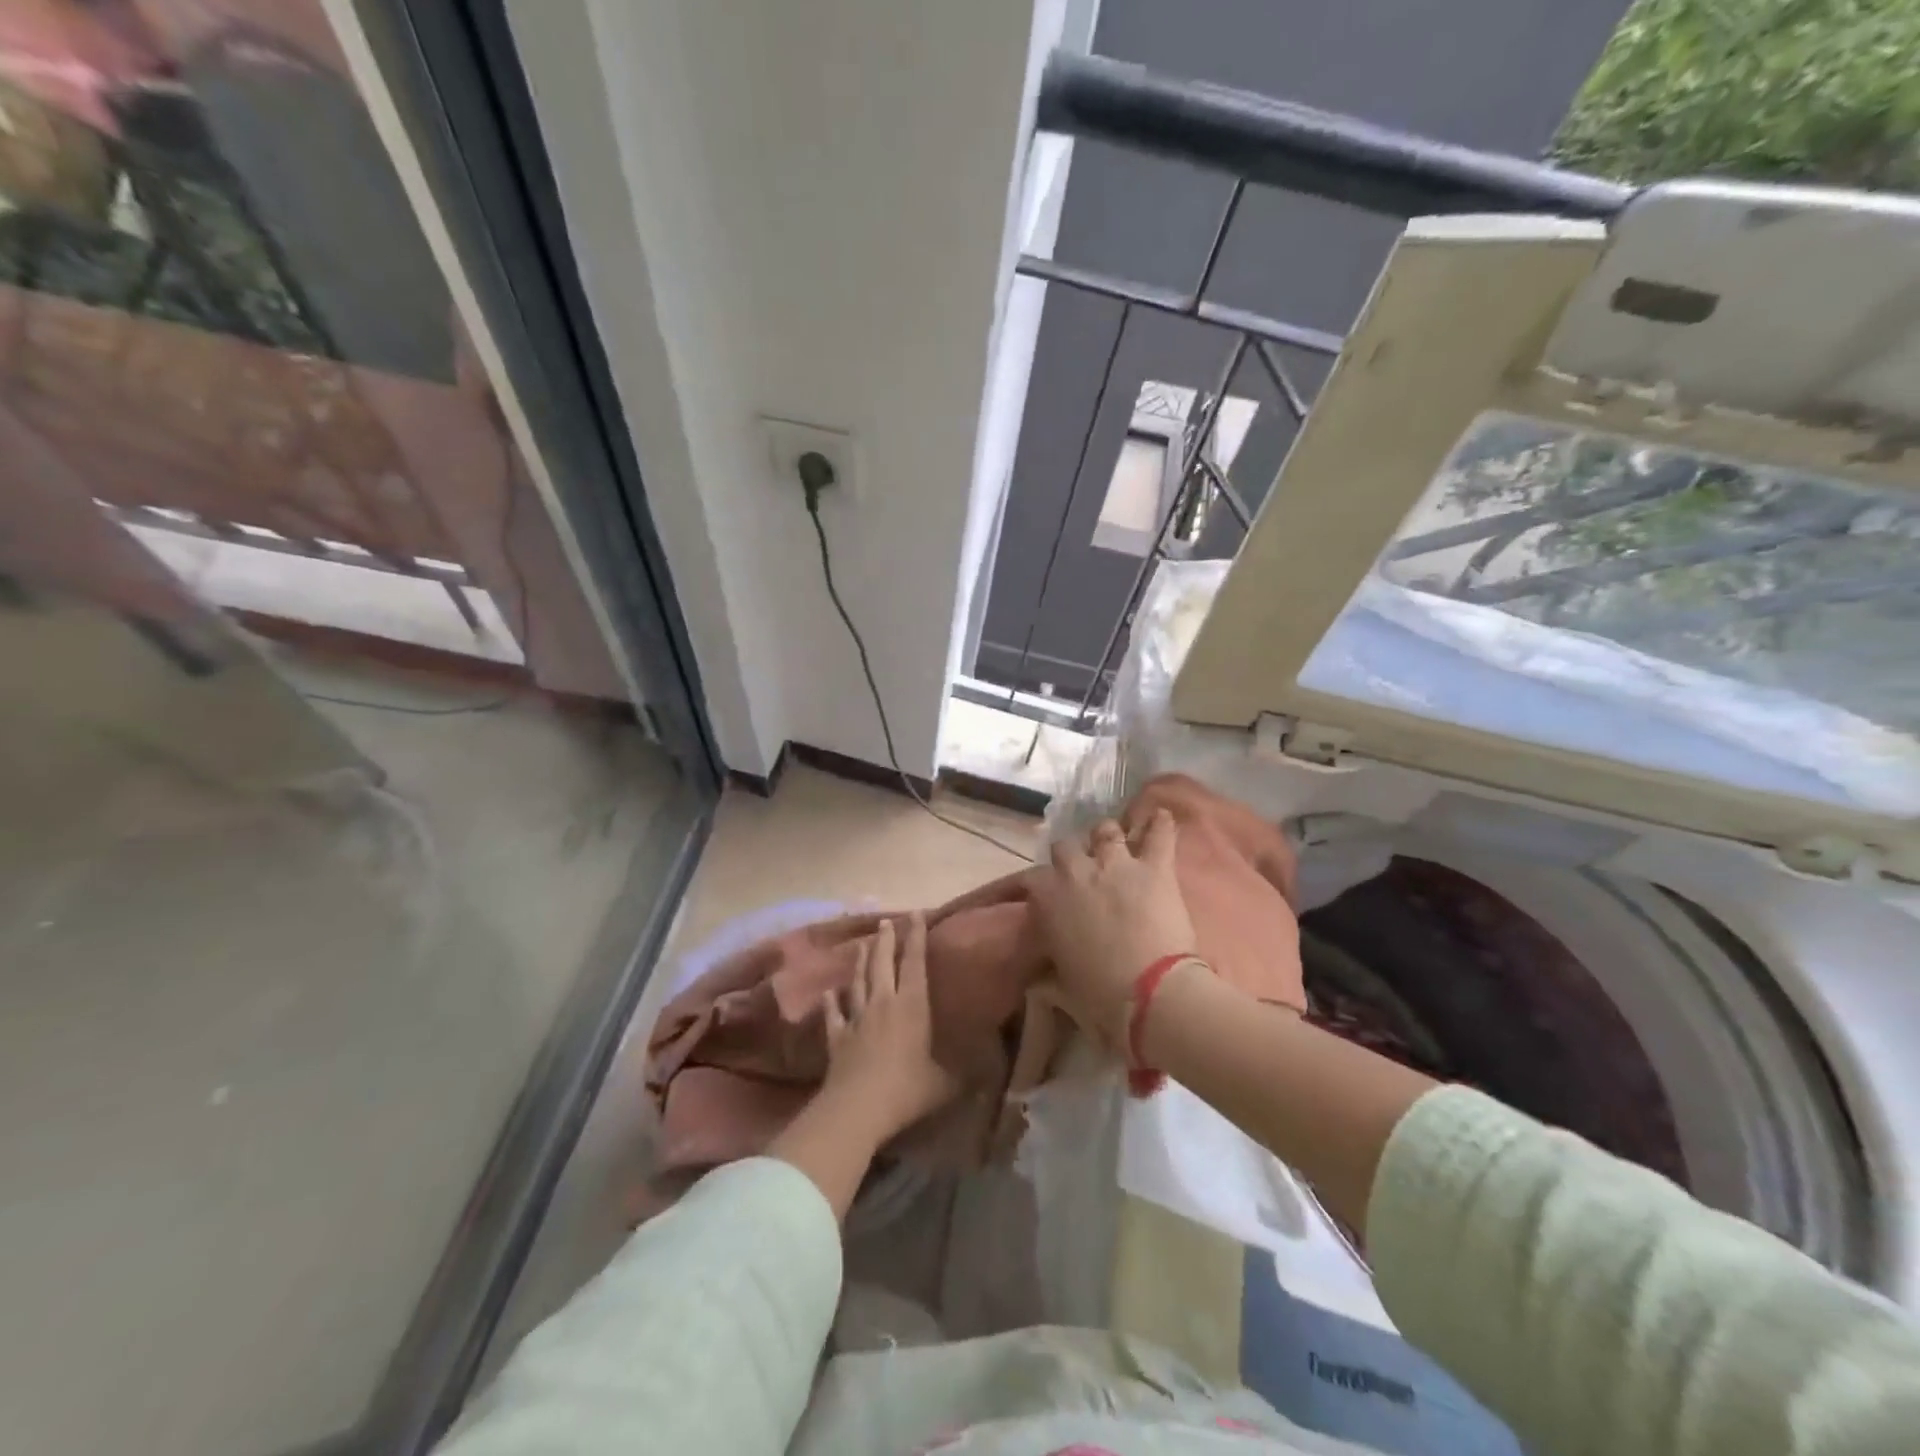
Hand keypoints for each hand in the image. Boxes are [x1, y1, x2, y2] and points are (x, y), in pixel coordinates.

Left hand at [821, 913, 960, 1139]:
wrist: (857, 1109)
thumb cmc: (906, 1090)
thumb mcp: (944, 1083)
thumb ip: (964, 1073)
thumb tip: (989, 1070)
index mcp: (912, 1006)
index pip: (915, 962)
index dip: (916, 936)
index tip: (916, 913)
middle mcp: (883, 1003)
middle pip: (883, 963)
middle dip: (886, 940)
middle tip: (886, 921)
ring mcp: (857, 1018)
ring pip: (858, 981)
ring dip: (861, 962)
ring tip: (863, 945)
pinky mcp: (837, 1037)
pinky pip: (834, 1013)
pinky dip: (832, 1002)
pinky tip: (829, 992)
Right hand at [1029, 810, 1199, 1048]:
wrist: (1150, 993)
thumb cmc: (1099, 996)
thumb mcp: (1061, 981)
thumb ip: (1048, 966)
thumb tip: (1038, 976)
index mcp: (1049, 898)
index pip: (1033, 878)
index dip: (1042, 885)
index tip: (1049, 895)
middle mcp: (1076, 872)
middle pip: (1066, 846)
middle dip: (1072, 856)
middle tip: (1083, 871)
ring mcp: (1116, 864)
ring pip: (1106, 831)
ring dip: (1109, 837)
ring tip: (1117, 844)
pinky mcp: (1154, 867)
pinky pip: (1158, 833)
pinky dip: (1160, 824)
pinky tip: (1161, 815)